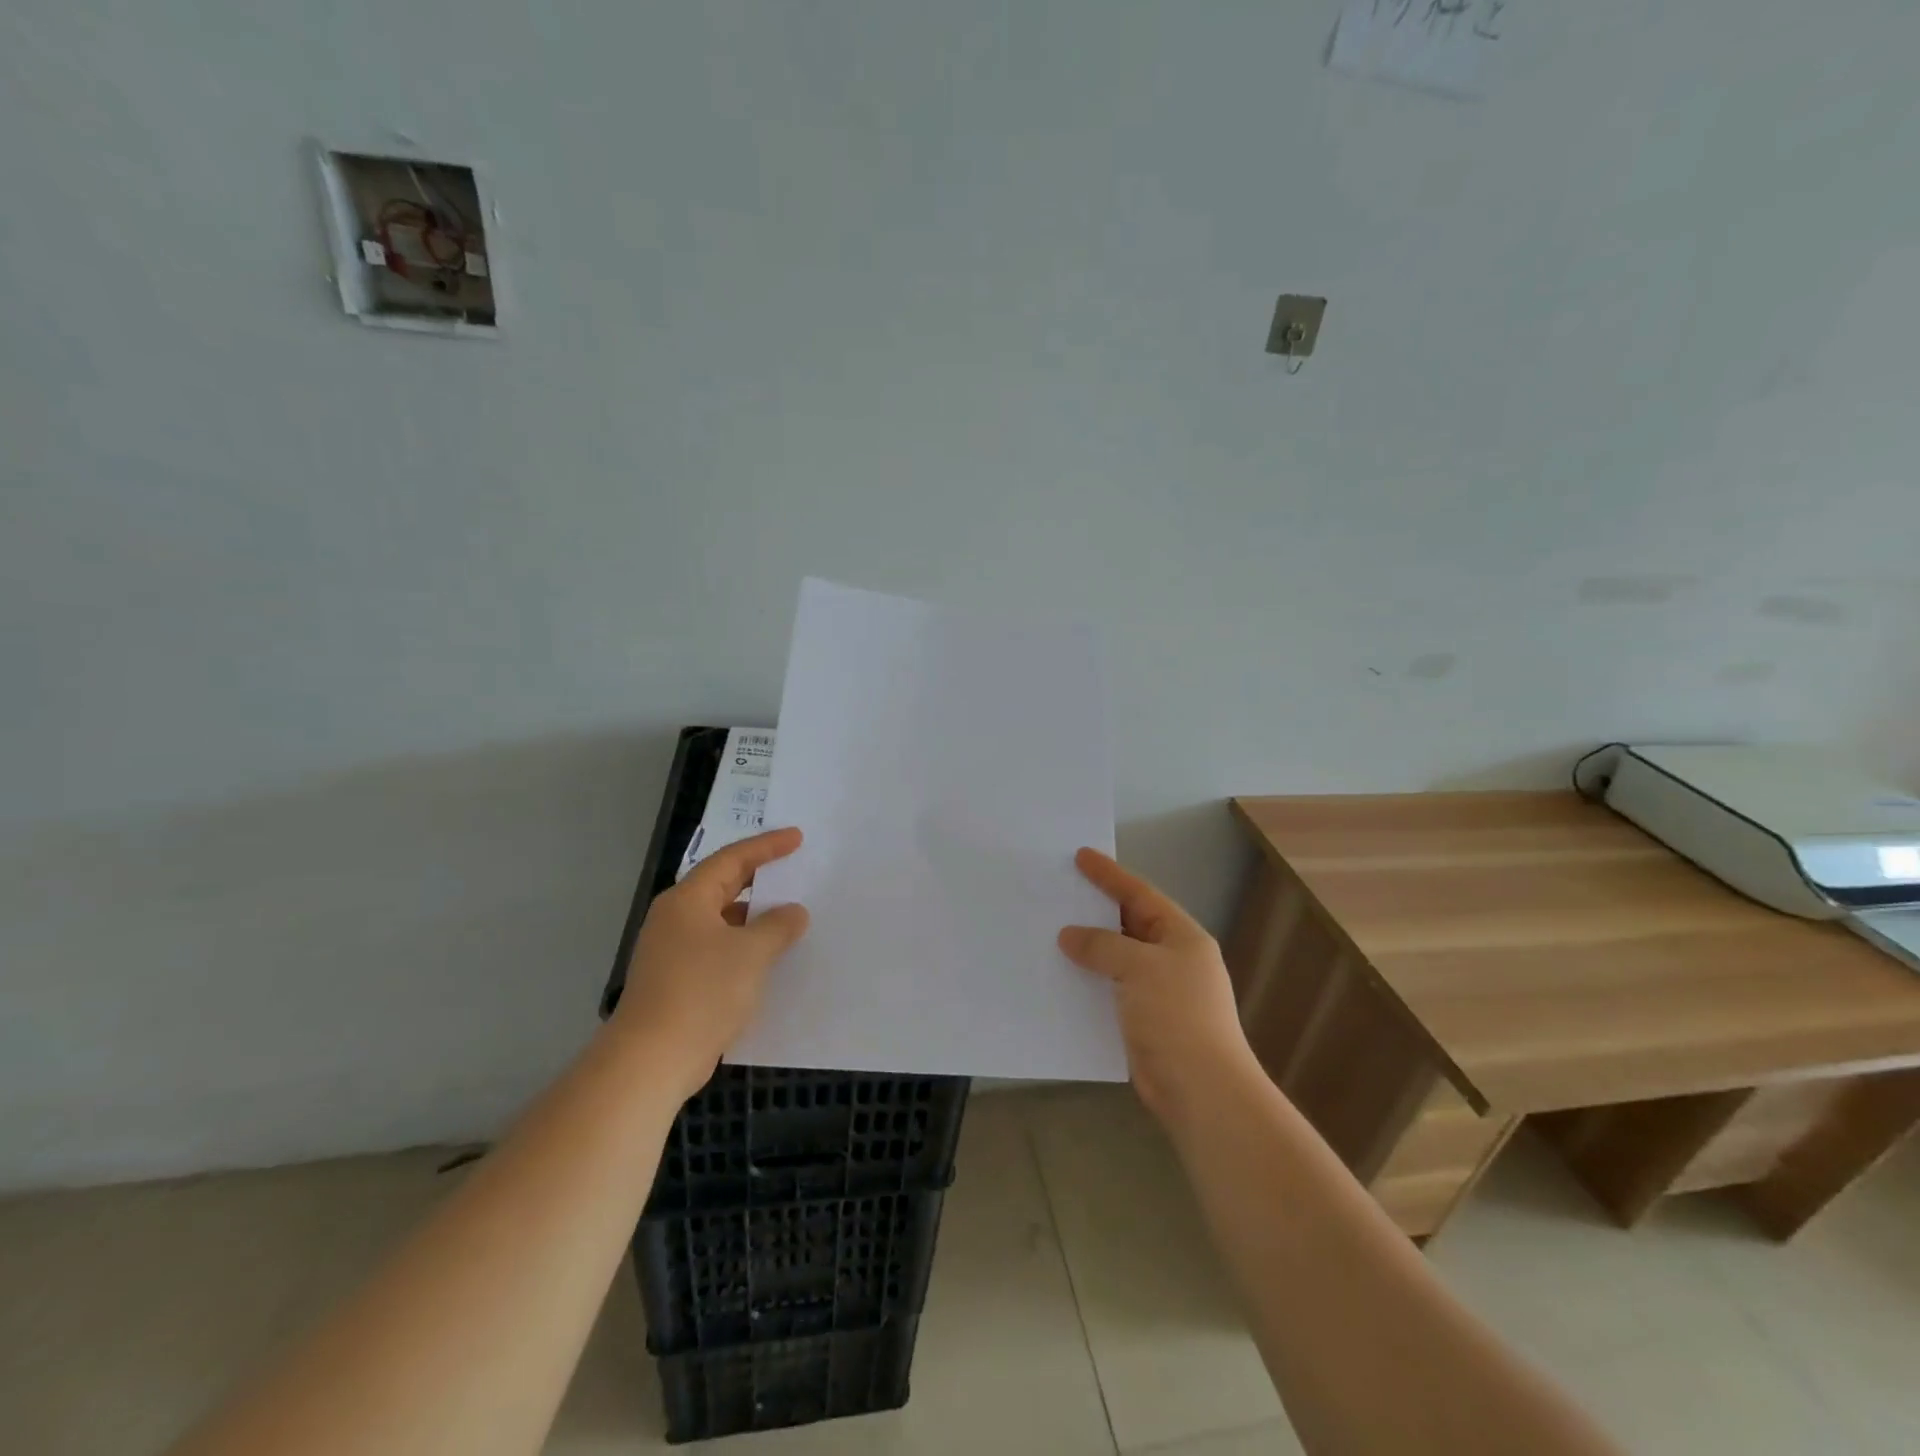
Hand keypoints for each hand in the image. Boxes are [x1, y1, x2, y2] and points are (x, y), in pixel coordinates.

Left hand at [614, 827, 810, 1098]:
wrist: (651, 1060)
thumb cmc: (702, 992)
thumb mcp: (751, 953)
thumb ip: (778, 926)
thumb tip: (794, 912)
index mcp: (688, 900)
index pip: (732, 859)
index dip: (767, 847)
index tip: (797, 838)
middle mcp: (676, 918)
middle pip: (723, 886)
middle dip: (759, 878)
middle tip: (794, 869)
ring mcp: (672, 951)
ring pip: (721, 920)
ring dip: (754, 917)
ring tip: (790, 916)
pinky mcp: (676, 981)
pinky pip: (717, 949)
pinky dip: (744, 946)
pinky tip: (768, 958)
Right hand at [1059, 848, 1261, 1127]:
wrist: (1202, 1091)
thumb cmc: (1177, 1017)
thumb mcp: (1139, 968)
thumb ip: (1103, 946)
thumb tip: (1069, 936)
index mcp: (1182, 937)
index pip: (1141, 894)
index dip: (1110, 875)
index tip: (1081, 856)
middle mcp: (1173, 959)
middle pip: (1129, 924)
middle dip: (1096, 910)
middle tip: (1061, 892)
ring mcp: (1159, 992)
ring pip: (1116, 959)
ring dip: (1088, 948)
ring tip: (1051, 931)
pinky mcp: (1144, 1021)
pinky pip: (1110, 989)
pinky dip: (1088, 981)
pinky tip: (1061, 977)